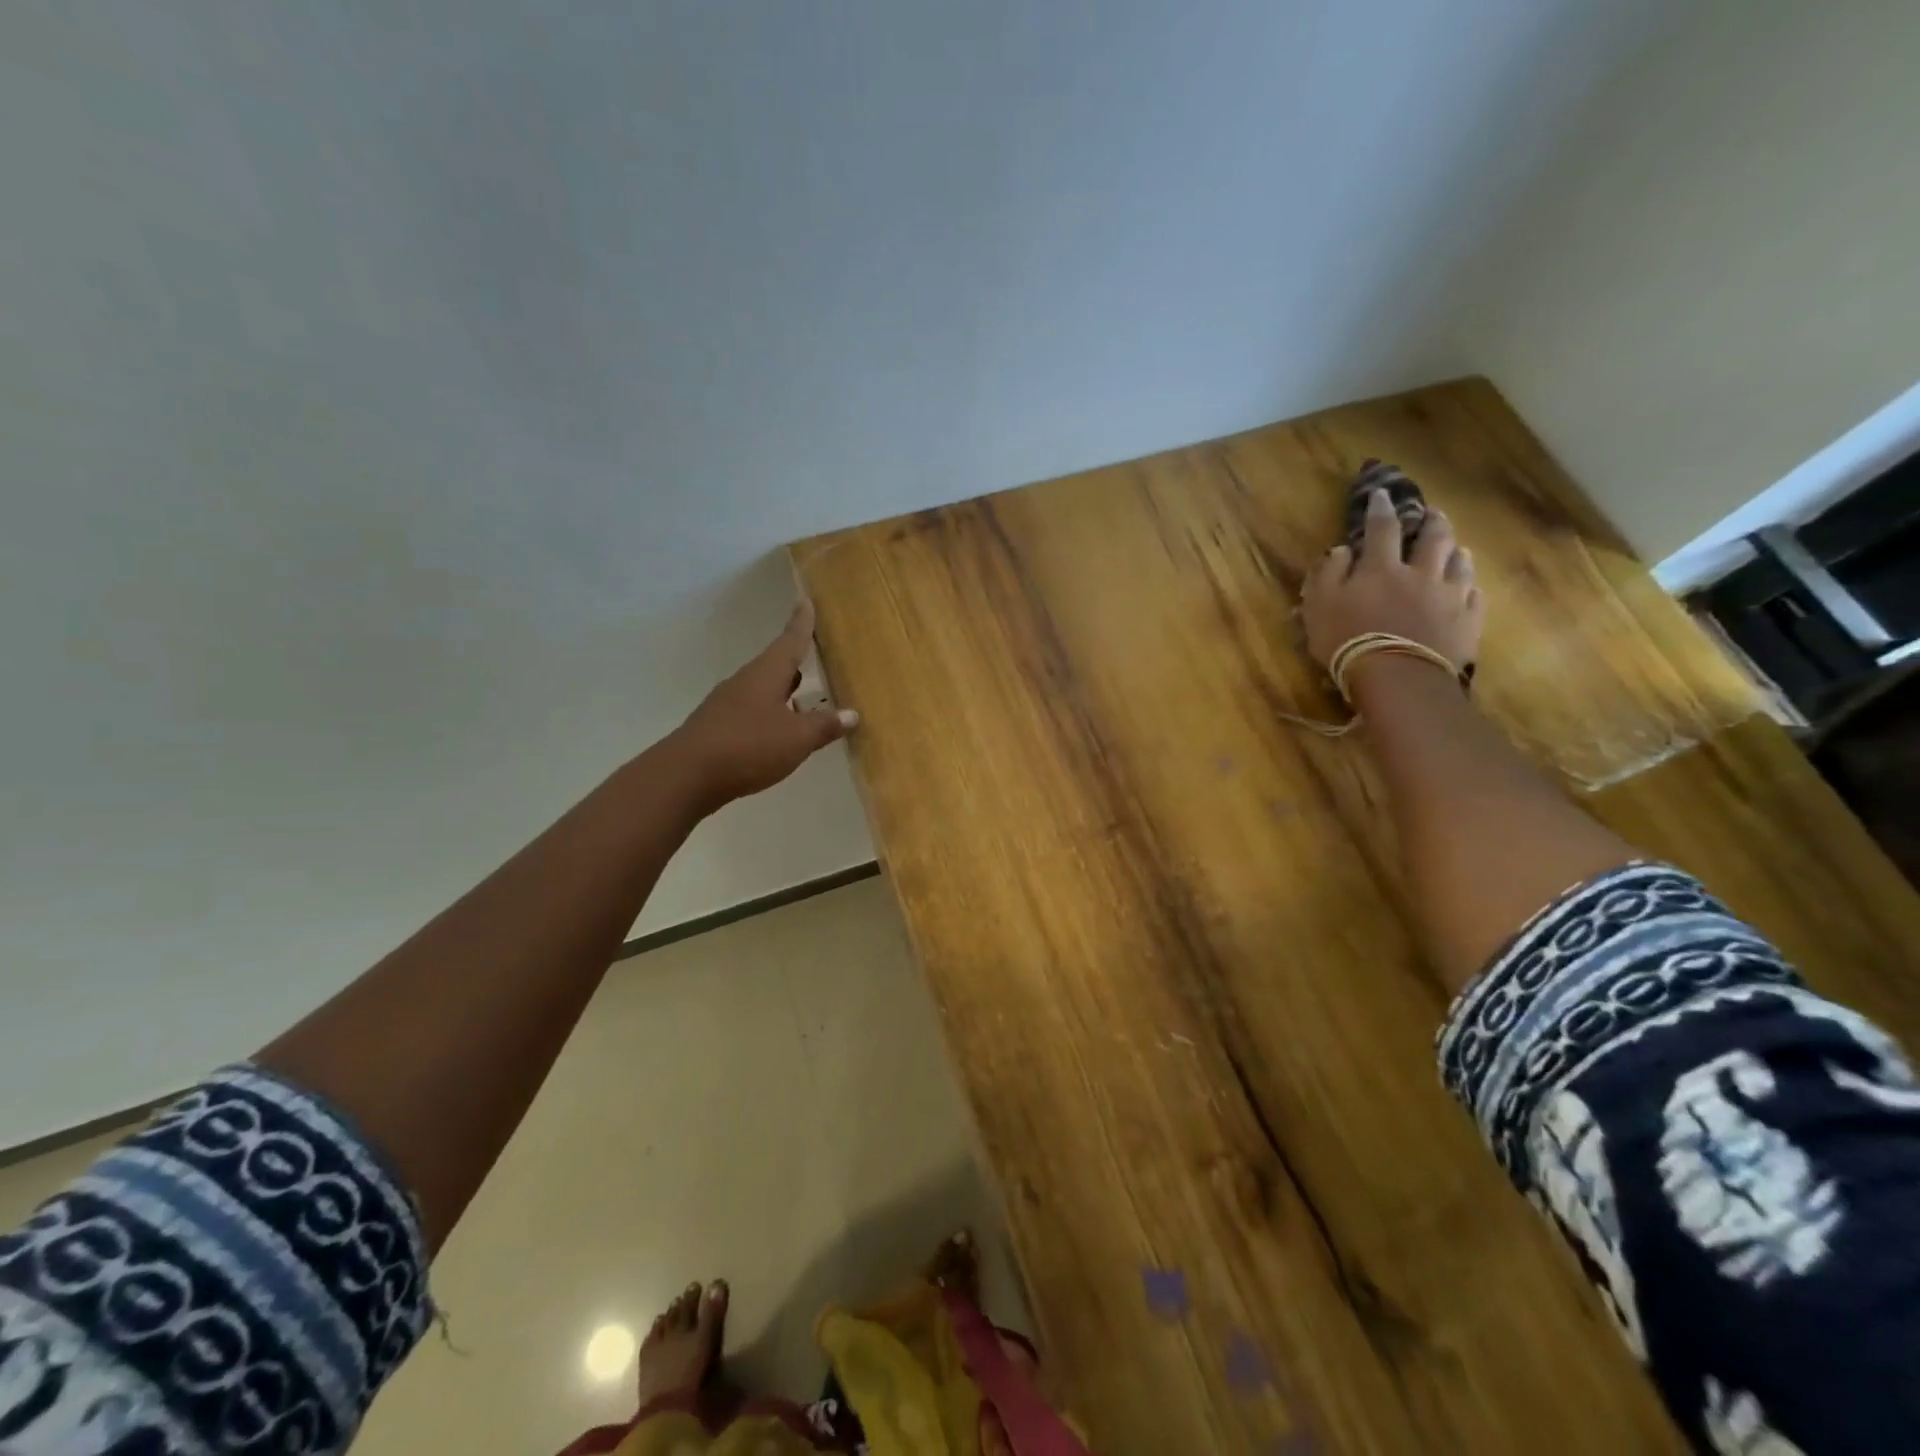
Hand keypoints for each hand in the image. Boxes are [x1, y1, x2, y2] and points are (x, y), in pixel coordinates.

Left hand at [669, 601, 857, 811]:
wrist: (686, 776)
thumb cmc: (749, 746)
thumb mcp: (797, 739)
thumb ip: (825, 726)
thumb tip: (852, 714)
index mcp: (767, 674)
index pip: (790, 641)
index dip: (802, 622)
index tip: (805, 599)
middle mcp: (745, 682)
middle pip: (774, 665)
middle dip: (793, 662)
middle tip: (810, 656)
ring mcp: (727, 704)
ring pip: (762, 690)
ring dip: (782, 694)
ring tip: (803, 703)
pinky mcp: (717, 727)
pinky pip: (751, 712)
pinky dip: (769, 716)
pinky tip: (778, 734)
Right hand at [1301, 487, 1483, 672]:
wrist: (1398, 678)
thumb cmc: (1348, 641)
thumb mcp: (1319, 606)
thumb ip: (1328, 574)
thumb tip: (1342, 550)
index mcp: (1381, 567)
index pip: (1382, 528)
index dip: (1381, 508)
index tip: (1382, 494)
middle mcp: (1421, 573)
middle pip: (1433, 537)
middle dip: (1431, 521)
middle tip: (1433, 512)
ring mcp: (1449, 596)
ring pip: (1459, 562)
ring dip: (1455, 550)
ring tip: (1456, 548)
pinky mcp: (1468, 621)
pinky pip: (1474, 596)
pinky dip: (1470, 586)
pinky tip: (1468, 587)